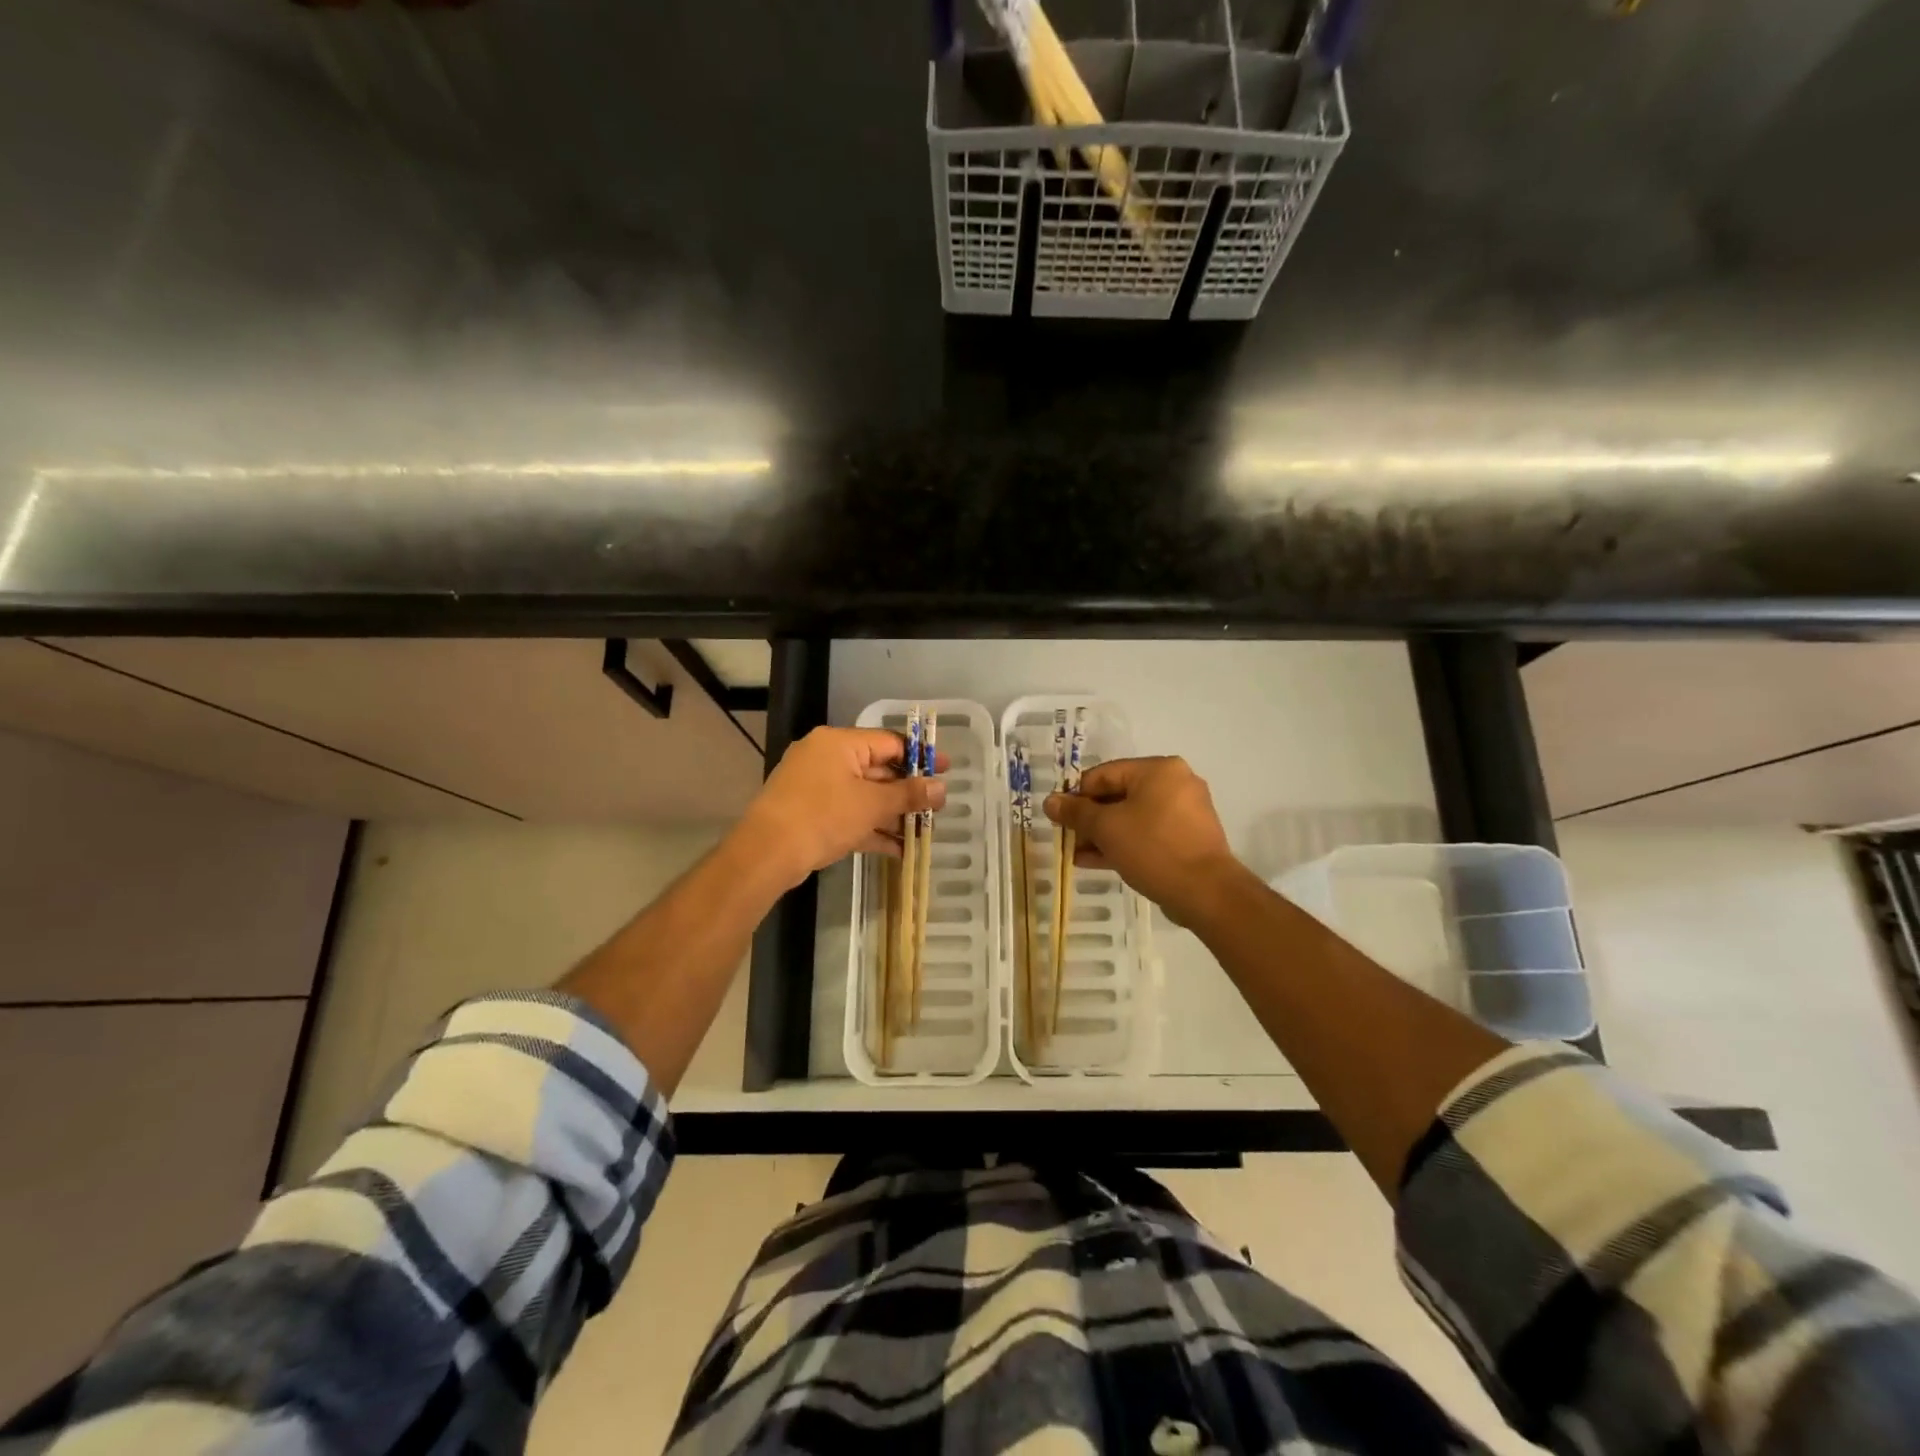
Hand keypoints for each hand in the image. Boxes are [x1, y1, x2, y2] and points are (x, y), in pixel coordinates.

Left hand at [739, 727, 947, 889]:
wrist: (767, 853)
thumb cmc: (823, 816)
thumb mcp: (872, 804)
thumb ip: (908, 795)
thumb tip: (942, 788)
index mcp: (839, 743)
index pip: (888, 742)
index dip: (919, 756)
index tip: (945, 769)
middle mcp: (826, 758)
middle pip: (877, 769)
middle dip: (906, 791)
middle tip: (936, 806)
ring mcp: (816, 787)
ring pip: (863, 796)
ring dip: (891, 814)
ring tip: (922, 831)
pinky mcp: (810, 814)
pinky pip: (848, 814)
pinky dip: (871, 828)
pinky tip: (898, 849)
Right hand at [1044, 756, 1241, 923]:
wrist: (1206, 892)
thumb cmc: (1153, 848)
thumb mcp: (1106, 828)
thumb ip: (1076, 812)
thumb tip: (1050, 801)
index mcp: (1158, 769)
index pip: (1104, 774)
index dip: (1076, 795)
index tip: (1058, 818)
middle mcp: (1175, 783)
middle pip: (1119, 795)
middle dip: (1089, 819)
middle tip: (1066, 838)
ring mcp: (1185, 812)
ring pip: (1132, 817)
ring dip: (1103, 835)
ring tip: (1076, 854)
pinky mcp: (1188, 838)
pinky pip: (1148, 834)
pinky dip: (1124, 843)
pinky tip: (1097, 861)